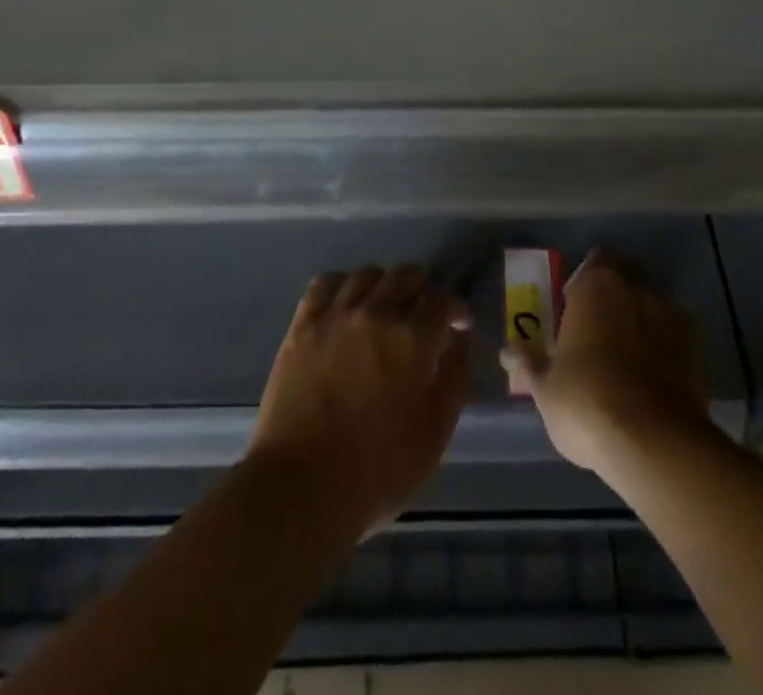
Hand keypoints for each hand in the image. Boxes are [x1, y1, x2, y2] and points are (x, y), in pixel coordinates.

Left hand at [247, 265, 472, 536]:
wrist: (301, 489)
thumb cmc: (376, 471)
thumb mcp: (434, 435)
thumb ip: (454, 379)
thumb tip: (461, 339)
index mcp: (412, 339)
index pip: (442, 300)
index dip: (455, 309)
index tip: (456, 325)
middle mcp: (376, 313)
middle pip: (406, 275)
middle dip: (423, 289)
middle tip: (423, 315)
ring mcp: (335, 315)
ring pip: (368, 274)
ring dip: (384, 284)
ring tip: (385, 307)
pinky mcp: (303, 325)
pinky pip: (326, 283)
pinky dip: (343, 284)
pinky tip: (347, 302)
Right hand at [500, 249, 712, 475]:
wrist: (654, 441)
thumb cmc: (586, 402)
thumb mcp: (545, 388)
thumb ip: (529, 364)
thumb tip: (507, 352)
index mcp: (596, 285)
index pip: (594, 261)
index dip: (586, 280)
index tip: (576, 305)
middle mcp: (636, 287)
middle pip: (627, 275)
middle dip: (616, 293)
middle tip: (599, 327)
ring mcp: (670, 314)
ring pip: (652, 303)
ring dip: (640, 318)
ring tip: (628, 355)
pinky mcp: (695, 347)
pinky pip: (673, 333)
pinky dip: (663, 344)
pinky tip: (652, 374)